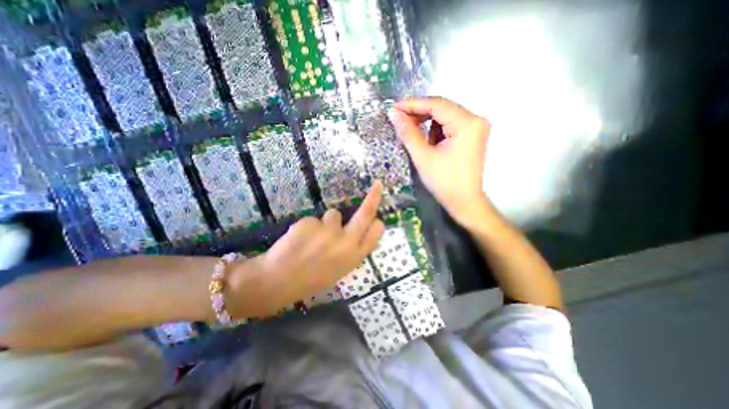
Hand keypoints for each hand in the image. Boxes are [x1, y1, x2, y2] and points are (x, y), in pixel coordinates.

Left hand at [230, 180, 383, 315]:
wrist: (277, 282)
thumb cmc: (311, 279)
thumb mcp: (339, 270)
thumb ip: (352, 251)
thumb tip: (359, 233)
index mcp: (354, 256)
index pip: (376, 232)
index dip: (376, 222)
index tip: (376, 216)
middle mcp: (346, 242)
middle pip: (366, 213)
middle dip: (373, 197)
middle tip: (377, 185)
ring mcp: (328, 231)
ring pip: (333, 214)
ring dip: (326, 223)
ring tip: (312, 239)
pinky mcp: (311, 223)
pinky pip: (314, 219)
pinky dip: (308, 227)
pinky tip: (299, 240)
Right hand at [391, 96, 492, 225]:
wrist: (463, 201)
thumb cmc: (443, 181)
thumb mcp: (423, 156)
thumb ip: (408, 132)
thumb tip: (393, 113)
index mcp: (467, 123)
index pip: (437, 105)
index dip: (413, 104)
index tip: (394, 108)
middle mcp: (476, 120)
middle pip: (442, 108)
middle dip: (419, 113)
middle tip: (399, 120)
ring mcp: (475, 128)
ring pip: (445, 116)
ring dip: (426, 123)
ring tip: (412, 133)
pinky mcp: (472, 135)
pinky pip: (449, 125)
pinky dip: (435, 130)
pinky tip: (427, 141)